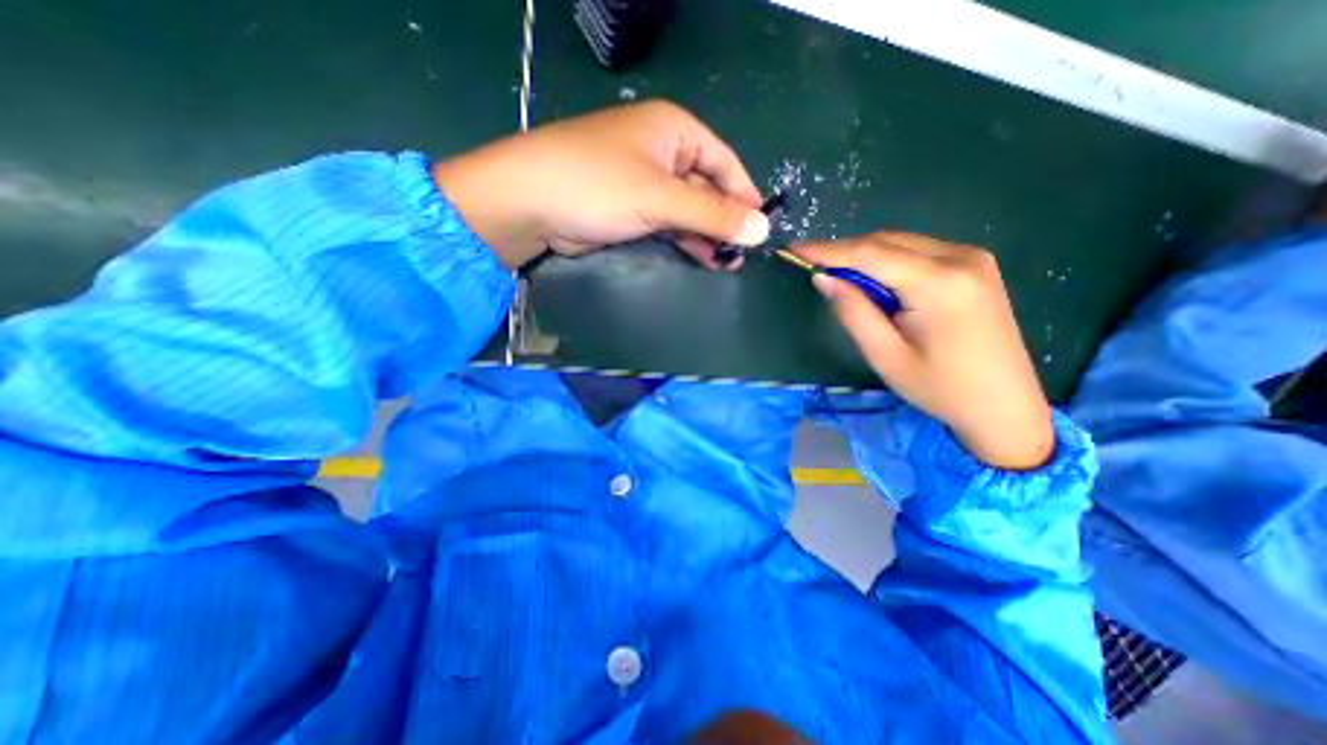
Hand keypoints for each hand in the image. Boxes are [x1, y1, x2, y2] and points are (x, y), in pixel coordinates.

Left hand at [432, 99, 772, 269]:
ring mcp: (644, 182)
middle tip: (740, 256)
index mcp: (674, 131)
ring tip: (725, 263)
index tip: (760, 229)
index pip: (724, 162)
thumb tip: (761, 230)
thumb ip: (713, 215)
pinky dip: (684, 240)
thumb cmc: (599, 186)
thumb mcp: (661, 198)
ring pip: (688, 210)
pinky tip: (700, 258)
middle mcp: (662, 152)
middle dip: (724, 222)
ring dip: (706, 235)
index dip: (744, 196)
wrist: (530, 203)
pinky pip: (668, 223)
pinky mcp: (630, 209)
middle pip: (707, 188)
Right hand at [791, 233, 1051, 467]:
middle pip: (886, 241)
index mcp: (939, 284)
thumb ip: (853, 311)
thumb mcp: (885, 355)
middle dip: (845, 251)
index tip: (794, 247)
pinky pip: (919, 251)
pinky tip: (875, 281)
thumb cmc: (939, 388)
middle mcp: (960, 258)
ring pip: (902, 243)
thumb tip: (824, 278)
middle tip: (812, 266)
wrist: (1005, 405)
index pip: (870, 253)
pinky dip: (888, 260)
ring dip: (865, 256)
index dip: (828, 249)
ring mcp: (973, 259)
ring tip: (839, 277)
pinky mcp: (975, 266)